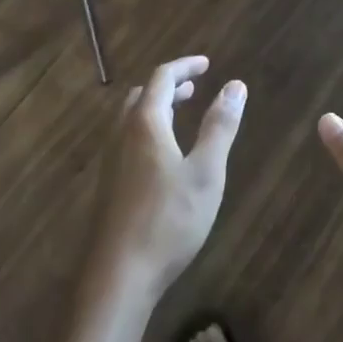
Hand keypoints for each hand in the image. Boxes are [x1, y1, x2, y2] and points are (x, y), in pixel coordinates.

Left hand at [88, 56, 245, 302]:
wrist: (117, 278)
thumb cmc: (168, 220)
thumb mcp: (206, 172)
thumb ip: (220, 127)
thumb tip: (235, 85)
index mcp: (145, 124)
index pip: (162, 78)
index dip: (185, 66)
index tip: (207, 64)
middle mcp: (122, 135)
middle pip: (141, 96)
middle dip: (169, 86)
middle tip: (195, 88)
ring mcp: (111, 162)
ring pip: (130, 119)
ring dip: (156, 108)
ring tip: (180, 115)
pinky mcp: (108, 187)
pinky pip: (126, 141)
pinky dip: (147, 130)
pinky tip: (162, 157)